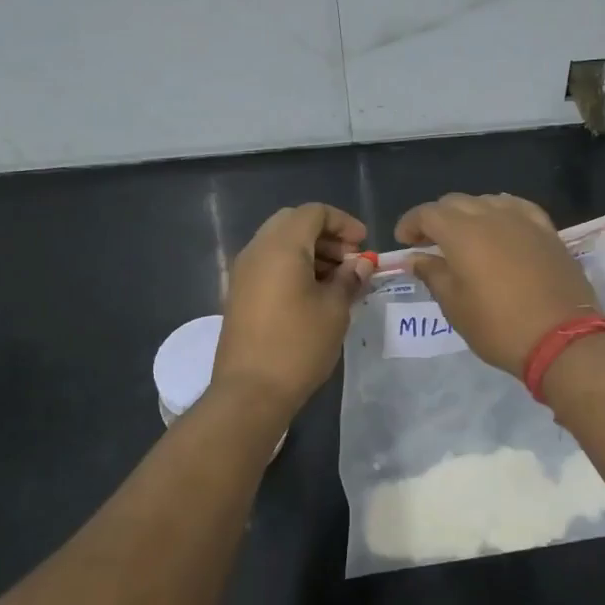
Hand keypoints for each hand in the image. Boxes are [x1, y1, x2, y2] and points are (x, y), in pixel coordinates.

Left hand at [213, 203, 373, 414]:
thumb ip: (350, 279)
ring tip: (337, 280)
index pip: (313, 212)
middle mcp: (257, 250)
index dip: (343, 223)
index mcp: (281, 246)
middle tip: (351, 260)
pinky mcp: (239, 294)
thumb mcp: (335, 310)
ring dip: (310, 251)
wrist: (250, 391)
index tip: (364, 246)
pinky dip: (293, 266)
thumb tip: (360, 265)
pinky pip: (269, 264)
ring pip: (279, 243)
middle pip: (293, 223)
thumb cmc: (298, 345)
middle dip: (325, 235)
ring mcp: (243, 273)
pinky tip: (314, 294)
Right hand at [395, 194, 599, 376]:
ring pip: (486, 201)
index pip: (427, 213)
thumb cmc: (499, 327)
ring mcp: (523, 220)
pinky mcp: (547, 230)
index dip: (410, 223)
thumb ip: (433, 275)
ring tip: (464, 238)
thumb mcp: (455, 307)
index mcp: (462, 233)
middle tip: (428, 243)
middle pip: (455, 202)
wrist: (562, 338)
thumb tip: (415, 258)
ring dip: (468, 214)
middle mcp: (491, 216)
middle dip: (437, 218)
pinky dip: (500, 213)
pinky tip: (499, 228)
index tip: (404, 241)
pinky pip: (517, 208)